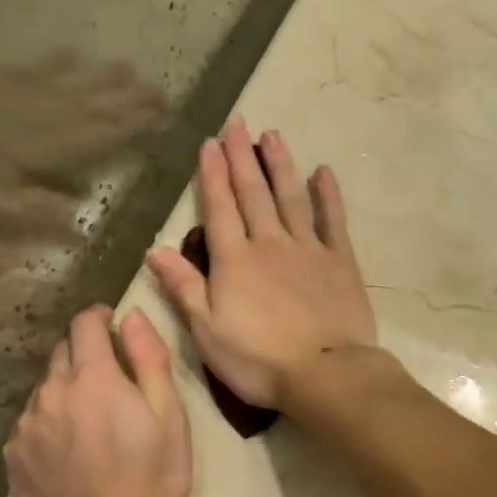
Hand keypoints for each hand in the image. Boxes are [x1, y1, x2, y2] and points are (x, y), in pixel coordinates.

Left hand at [6, 306, 191, 496]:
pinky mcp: (13, 456)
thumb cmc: (150, 477)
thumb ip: (149, 359)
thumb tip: (131, 317)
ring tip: (88, 422)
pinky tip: (67, 451)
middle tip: (108, 380)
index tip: (111, 324)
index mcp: (92, 377)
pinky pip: (30, 423)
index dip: (99, 317)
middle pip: (61, 353)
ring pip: (44, 389)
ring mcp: (26, 425)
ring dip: (65, 391)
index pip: (84, 323)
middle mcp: (51, 392)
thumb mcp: (169, 416)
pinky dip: (48, 423)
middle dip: (84, 355)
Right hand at [147, 118, 376, 409]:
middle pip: (254, 193)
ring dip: (280, 165)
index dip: (212, 174)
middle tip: (238, 123)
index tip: (210, 142)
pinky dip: (328, 196)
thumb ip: (184, 288)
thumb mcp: (208, 331)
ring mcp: (309, 249)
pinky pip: (333, 220)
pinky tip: (323, 173)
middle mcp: (270, 243)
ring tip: (272, 136)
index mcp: (235, 261)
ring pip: (291, 197)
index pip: (220, 208)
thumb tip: (155, 250)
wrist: (326, 373)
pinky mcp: (341, 261)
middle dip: (242, 157)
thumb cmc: (258, 360)